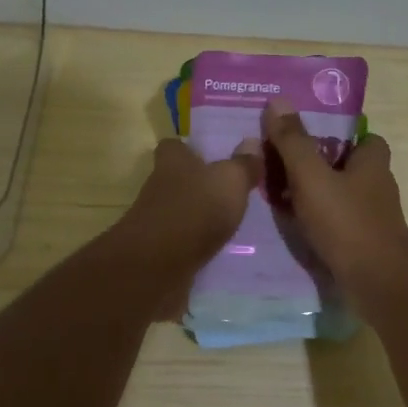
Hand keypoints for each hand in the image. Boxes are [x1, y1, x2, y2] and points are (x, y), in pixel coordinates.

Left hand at [112, 136, 263, 288]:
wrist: (158, 264)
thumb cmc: (196, 209)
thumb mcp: (231, 180)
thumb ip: (243, 164)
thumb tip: (253, 142)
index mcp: (173, 161)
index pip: (173, 146)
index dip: (189, 148)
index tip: (209, 156)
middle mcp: (159, 186)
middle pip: (176, 178)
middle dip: (198, 184)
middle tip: (228, 192)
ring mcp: (155, 220)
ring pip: (178, 210)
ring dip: (197, 216)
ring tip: (228, 222)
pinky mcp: (157, 250)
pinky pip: (179, 241)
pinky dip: (193, 243)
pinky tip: (215, 249)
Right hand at [263, 99, 407, 296]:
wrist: (378, 283)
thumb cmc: (347, 223)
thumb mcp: (312, 177)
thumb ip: (294, 142)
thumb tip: (278, 101)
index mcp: (372, 162)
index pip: (364, 137)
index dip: (338, 134)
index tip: (307, 136)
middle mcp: (378, 187)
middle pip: (347, 167)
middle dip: (319, 165)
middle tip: (281, 165)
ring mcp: (373, 218)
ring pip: (341, 197)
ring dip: (315, 195)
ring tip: (278, 196)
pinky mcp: (365, 245)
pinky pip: (338, 223)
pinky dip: (318, 222)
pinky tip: (294, 228)